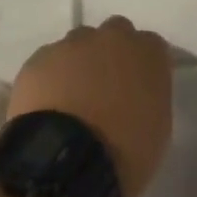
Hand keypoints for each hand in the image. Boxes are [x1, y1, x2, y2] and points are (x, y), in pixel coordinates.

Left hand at [8, 17, 173, 196]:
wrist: (68, 163)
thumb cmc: (125, 151)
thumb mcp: (158, 127)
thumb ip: (150, 96)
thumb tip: (137, 95)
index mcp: (148, 52)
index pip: (152, 46)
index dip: (143, 67)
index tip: (139, 88)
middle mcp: (112, 37)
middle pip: (115, 34)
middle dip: (111, 54)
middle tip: (106, 88)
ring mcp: (72, 45)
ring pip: (78, 45)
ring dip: (79, 64)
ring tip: (72, 100)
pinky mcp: (39, 59)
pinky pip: (49, 62)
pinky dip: (50, 78)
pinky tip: (47, 107)